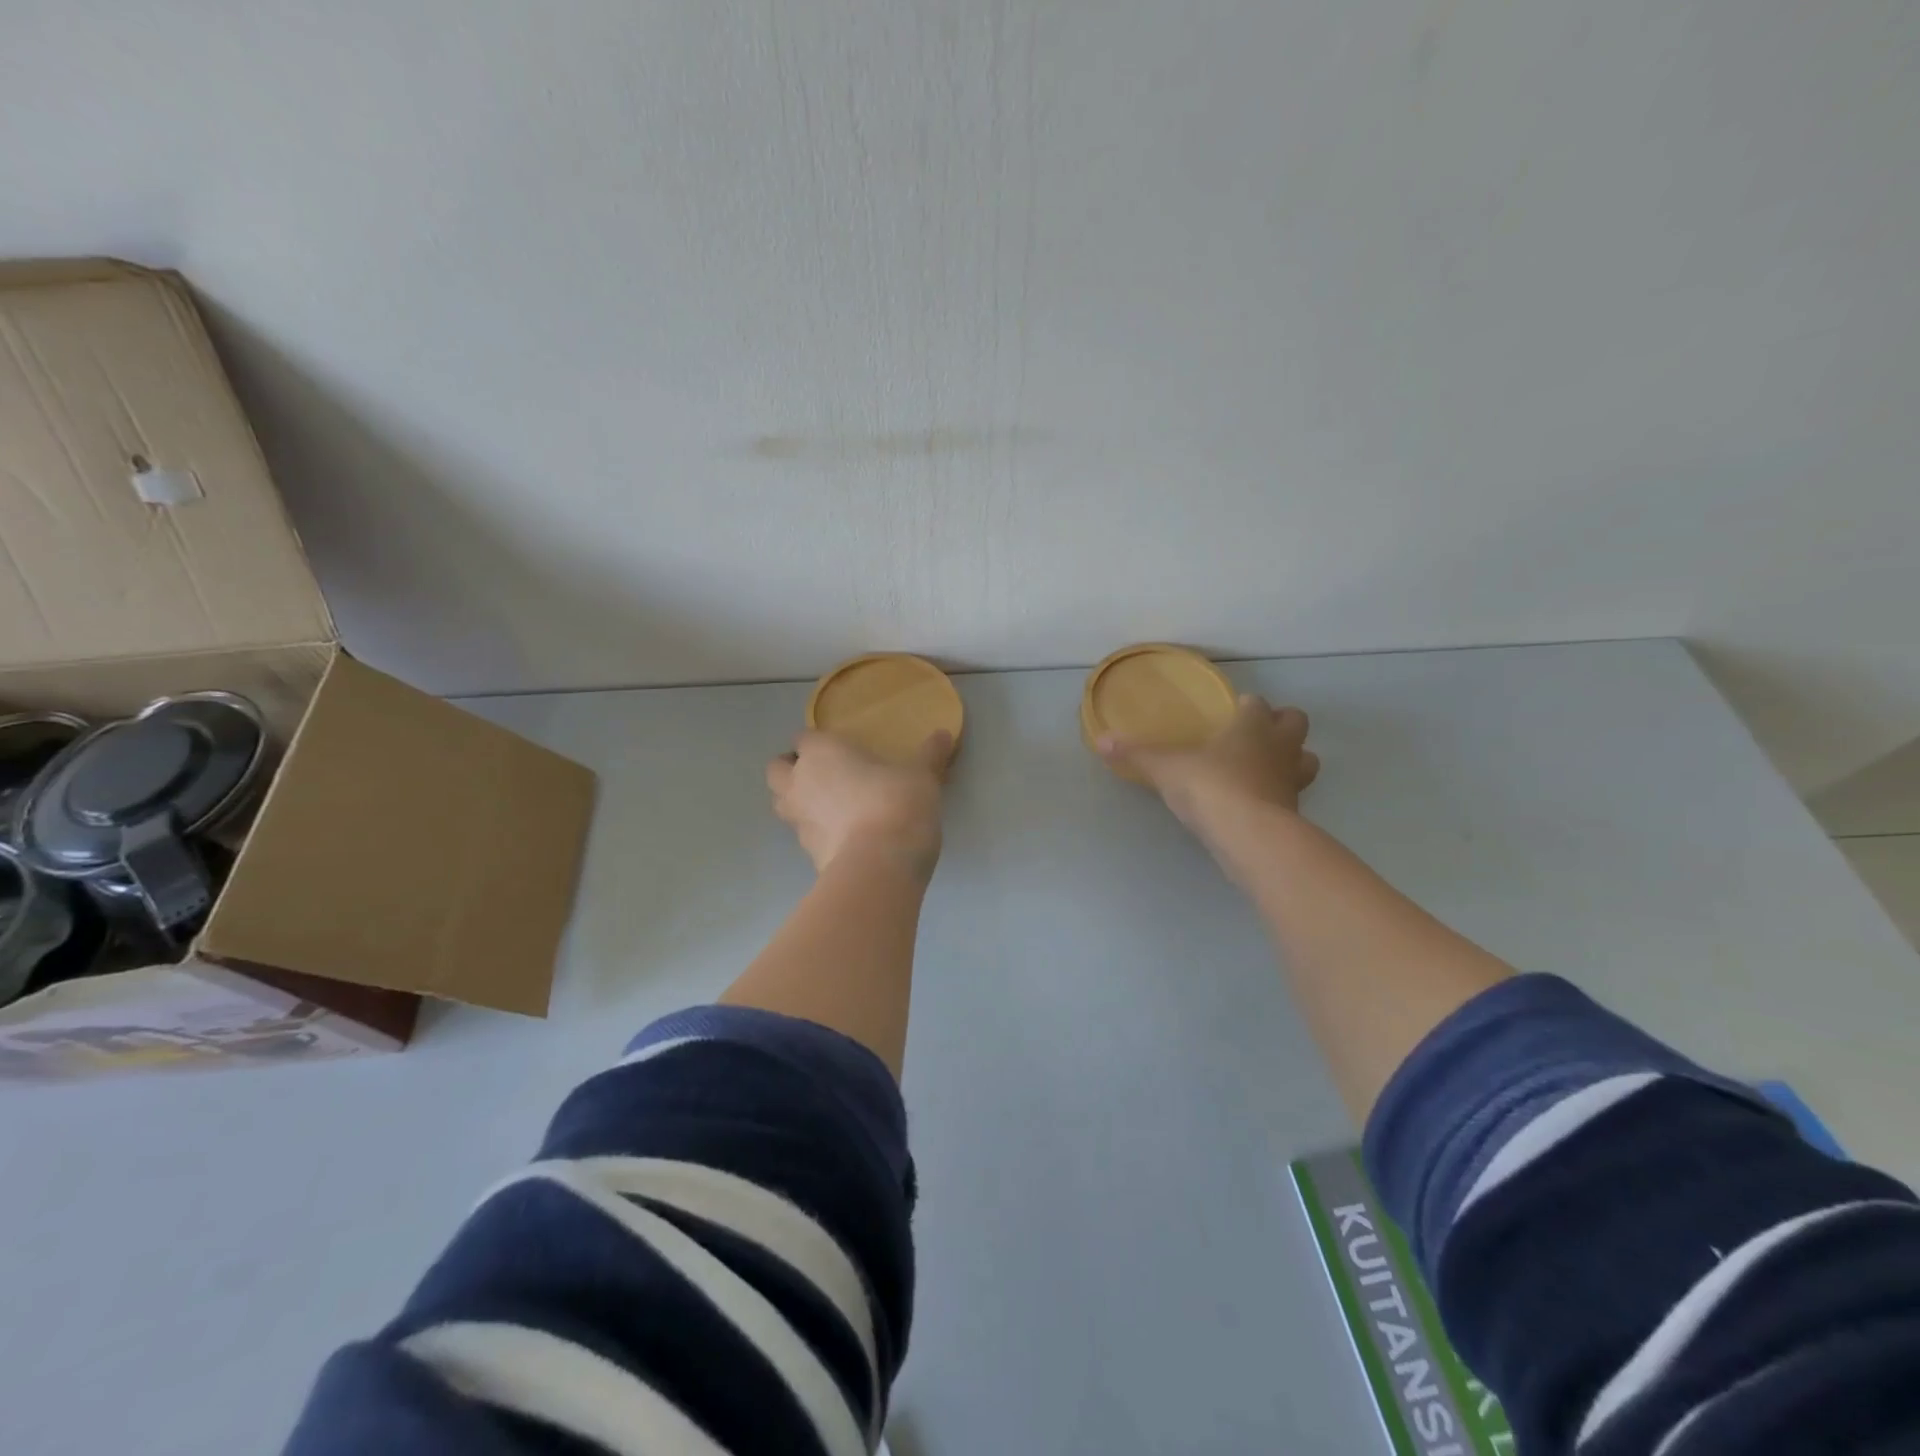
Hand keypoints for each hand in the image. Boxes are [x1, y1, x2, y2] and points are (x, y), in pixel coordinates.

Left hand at [766, 730, 953, 873]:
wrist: (880, 864)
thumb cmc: (897, 803)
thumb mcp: (922, 775)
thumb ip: (930, 755)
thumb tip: (945, 734)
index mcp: (821, 753)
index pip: (803, 738)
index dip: (816, 742)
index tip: (838, 748)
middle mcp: (800, 783)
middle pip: (776, 770)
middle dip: (791, 770)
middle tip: (821, 775)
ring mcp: (799, 821)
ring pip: (782, 804)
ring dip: (797, 802)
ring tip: (829, 806)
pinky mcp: (807, 854)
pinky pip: (804, 835)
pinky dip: (817, 833)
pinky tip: (844, 837)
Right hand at [1098, 694, 1319, 836]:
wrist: (1249, 836)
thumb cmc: (1211, 787)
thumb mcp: (1165, 769)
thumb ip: (1136, 754)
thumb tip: (1101, 740)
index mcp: (1253, 726)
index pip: (1258, 704)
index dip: (1248, 706)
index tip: (1233, 711)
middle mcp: (1279, 747)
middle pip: (1295, 723)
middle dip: (1281, 725)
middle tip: (1255, 736)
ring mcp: (1292, 781)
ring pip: (1306, 759)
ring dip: (1291, 759)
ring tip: (1263, 768)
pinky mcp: (1295, 812)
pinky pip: (1293, 795)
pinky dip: (1280, 795)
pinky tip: (1257, 803)